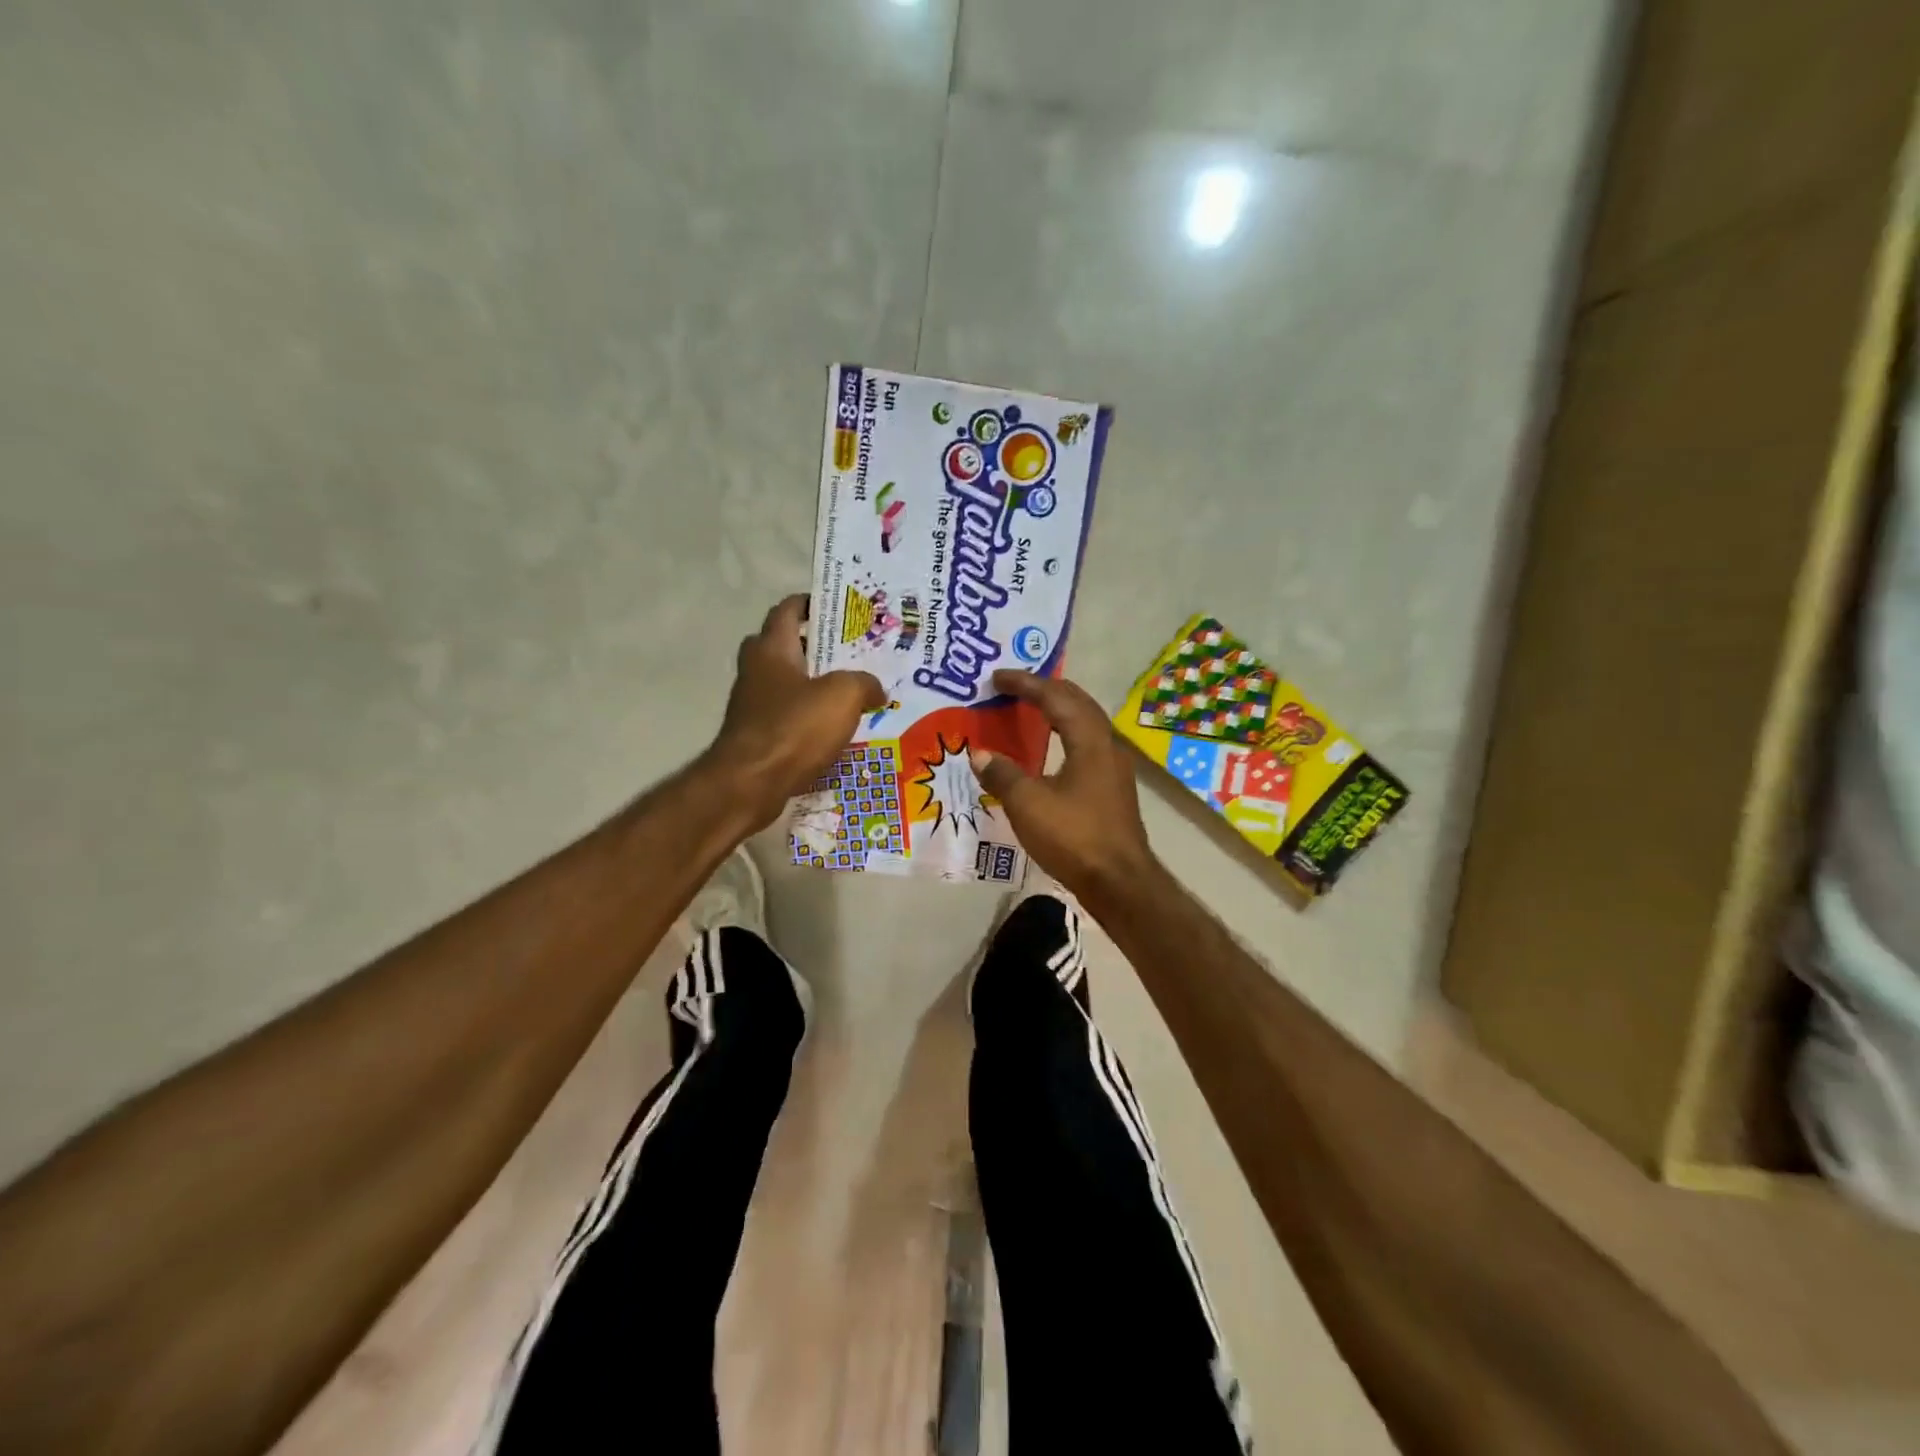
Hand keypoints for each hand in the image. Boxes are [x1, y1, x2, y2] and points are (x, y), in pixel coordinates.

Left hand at [709, 595, 884, 828]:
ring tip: (850, 693)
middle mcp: (756, 670)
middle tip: (848, 653)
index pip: (787, 609)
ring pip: (786, 683)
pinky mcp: (756, 735)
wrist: (751, 783)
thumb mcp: (843, 696)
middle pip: (783, 645)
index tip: (838, 608)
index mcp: (772, 648)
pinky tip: (834, 730)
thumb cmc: (794, 728)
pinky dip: (807, 717)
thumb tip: (876, 690)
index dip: (811, 603)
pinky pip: (786, 716)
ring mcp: (752, 704)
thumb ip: (864, 683)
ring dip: (813, 685)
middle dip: (813, 646)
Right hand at [969, 670, 1159, 902]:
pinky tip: (1050, 750)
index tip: (998, 677)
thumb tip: (979, 754)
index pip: (1056, 698)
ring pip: (1086, 724)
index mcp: (1089, 741)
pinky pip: (1087, 745)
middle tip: (1016, 686)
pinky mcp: (1113, 789)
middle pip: (1078, 703)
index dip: (1026, 684)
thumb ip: (1002, 774)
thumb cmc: (1074, 837)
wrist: (1120, 883)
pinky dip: (1065, 734)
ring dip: (1059, 710)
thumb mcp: (1028, 805)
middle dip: (1046, 689)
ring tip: (1032, 708)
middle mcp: (1107, 746)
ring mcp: (1114, 768)